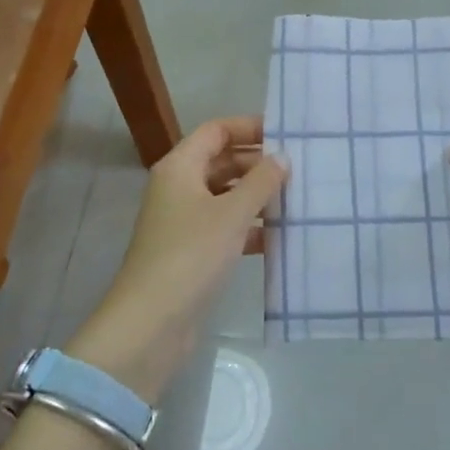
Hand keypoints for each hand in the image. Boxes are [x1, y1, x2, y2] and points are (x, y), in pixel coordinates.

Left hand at [67, 117, 286, 403]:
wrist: (151, 322)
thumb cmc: (191, 255)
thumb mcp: (232, 214)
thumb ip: (261, 182)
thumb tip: (282, 157)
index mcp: (180, 167)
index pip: (216, 130)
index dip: (249, 127)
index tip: (285, 133)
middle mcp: (179, 187)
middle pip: (222, 162)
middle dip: (258, 164)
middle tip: (299, 169)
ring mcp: (183, 220)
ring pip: (225, 196)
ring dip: (257, 197)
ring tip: (297, 200)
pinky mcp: (191, 251)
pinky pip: (225, 226)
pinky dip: (250, 227)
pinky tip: (280, 236)